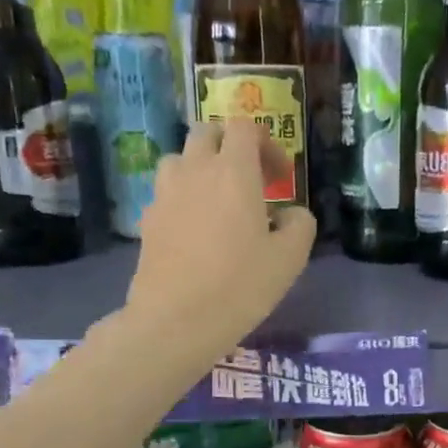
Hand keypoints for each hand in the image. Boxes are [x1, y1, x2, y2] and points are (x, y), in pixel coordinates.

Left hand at [127, 121, 315, 359]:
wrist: (176, 320)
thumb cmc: (240, 285)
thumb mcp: (290, 258)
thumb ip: (300, 224)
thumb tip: (291, 214)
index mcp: (233, 171)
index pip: (244, 127)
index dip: (266, 143)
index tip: (280, 177)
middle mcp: (195, 170)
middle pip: (207, 133)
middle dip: (230, 146)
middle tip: (250, 180)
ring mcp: (165, 193)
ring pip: (181, 159)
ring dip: (202, 168)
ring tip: (218, 201)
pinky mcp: (147, 219)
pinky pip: (167, 193)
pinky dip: (183, 198)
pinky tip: (196, 231)